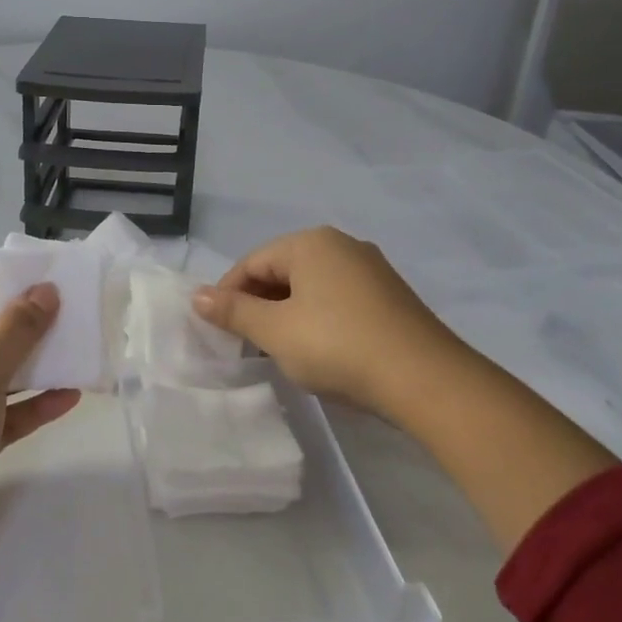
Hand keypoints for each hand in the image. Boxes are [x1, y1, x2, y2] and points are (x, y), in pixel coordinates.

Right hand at [198, 225, 616, 551]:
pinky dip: (318, 319)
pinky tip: (318, 349)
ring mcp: (372, 269)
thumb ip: (234, 312)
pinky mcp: (390, 296)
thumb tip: (196, 295)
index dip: (228, 295)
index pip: (252, 262)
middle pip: (282, 270)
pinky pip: (338, 299)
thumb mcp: (275, 331)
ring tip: (279, 350)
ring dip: (287, 314)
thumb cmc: (337, 346)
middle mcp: (342, 245)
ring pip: (311, 287)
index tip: (218, 330)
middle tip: (246, 343)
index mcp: (310, 243)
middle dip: (259, 304)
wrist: (424, 378)